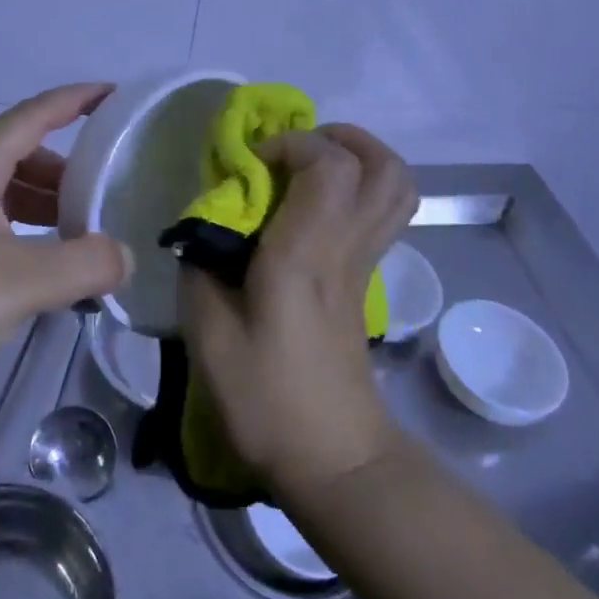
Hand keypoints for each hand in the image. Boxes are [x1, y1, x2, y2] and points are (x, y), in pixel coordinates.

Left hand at [0, 83, 133, 404]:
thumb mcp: (21, 285)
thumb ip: (85, 264)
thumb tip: (126, 255)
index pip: (30, 117)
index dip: (73, 100)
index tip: (113, 94)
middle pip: (19, 155)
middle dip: (66, 165)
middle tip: (107, 188)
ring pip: (6, 194)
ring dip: (47, 203)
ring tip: (86, 233)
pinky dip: (29, 235)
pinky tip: (48, 270)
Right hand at [181, 124, 417, 498]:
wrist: (334, 460)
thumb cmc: (266, 399)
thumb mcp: (209, 335)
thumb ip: (201, 265)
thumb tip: (205, 225)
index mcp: (306, 254)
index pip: (330, 165)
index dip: (292, 144)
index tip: (251, 164)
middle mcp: (347, 248)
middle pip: (384, 166)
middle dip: (340, 138)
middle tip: (293, 149)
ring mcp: (367, 264)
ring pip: (397, 187)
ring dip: (358, 159)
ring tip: (309, 166)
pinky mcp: (368, 280)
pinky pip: (382, 213)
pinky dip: (358, 189)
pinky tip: (314, 207)